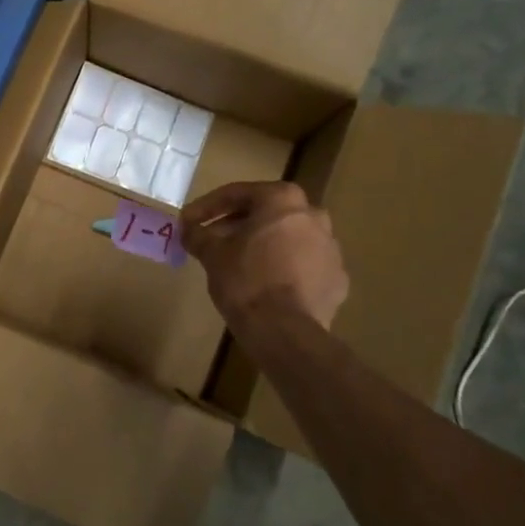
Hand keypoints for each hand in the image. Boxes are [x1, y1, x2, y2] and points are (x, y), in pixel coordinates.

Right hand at [181, 181, 348, 329]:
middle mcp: (313, 216)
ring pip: (289, 238)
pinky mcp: (337, 279)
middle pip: (267, 213)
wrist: (285, 331)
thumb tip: (188, 229)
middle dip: (237, 225)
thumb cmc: (245, 280)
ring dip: (264, 245)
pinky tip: (265, 285)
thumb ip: (198, 235)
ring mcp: (330, 248)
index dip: (207, 207)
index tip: (188, 221)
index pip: (237, 194)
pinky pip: (304, 266)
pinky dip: (284, 269)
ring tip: (238, 263)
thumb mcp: (212, 254)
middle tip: (213, 240)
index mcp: (283, 200)